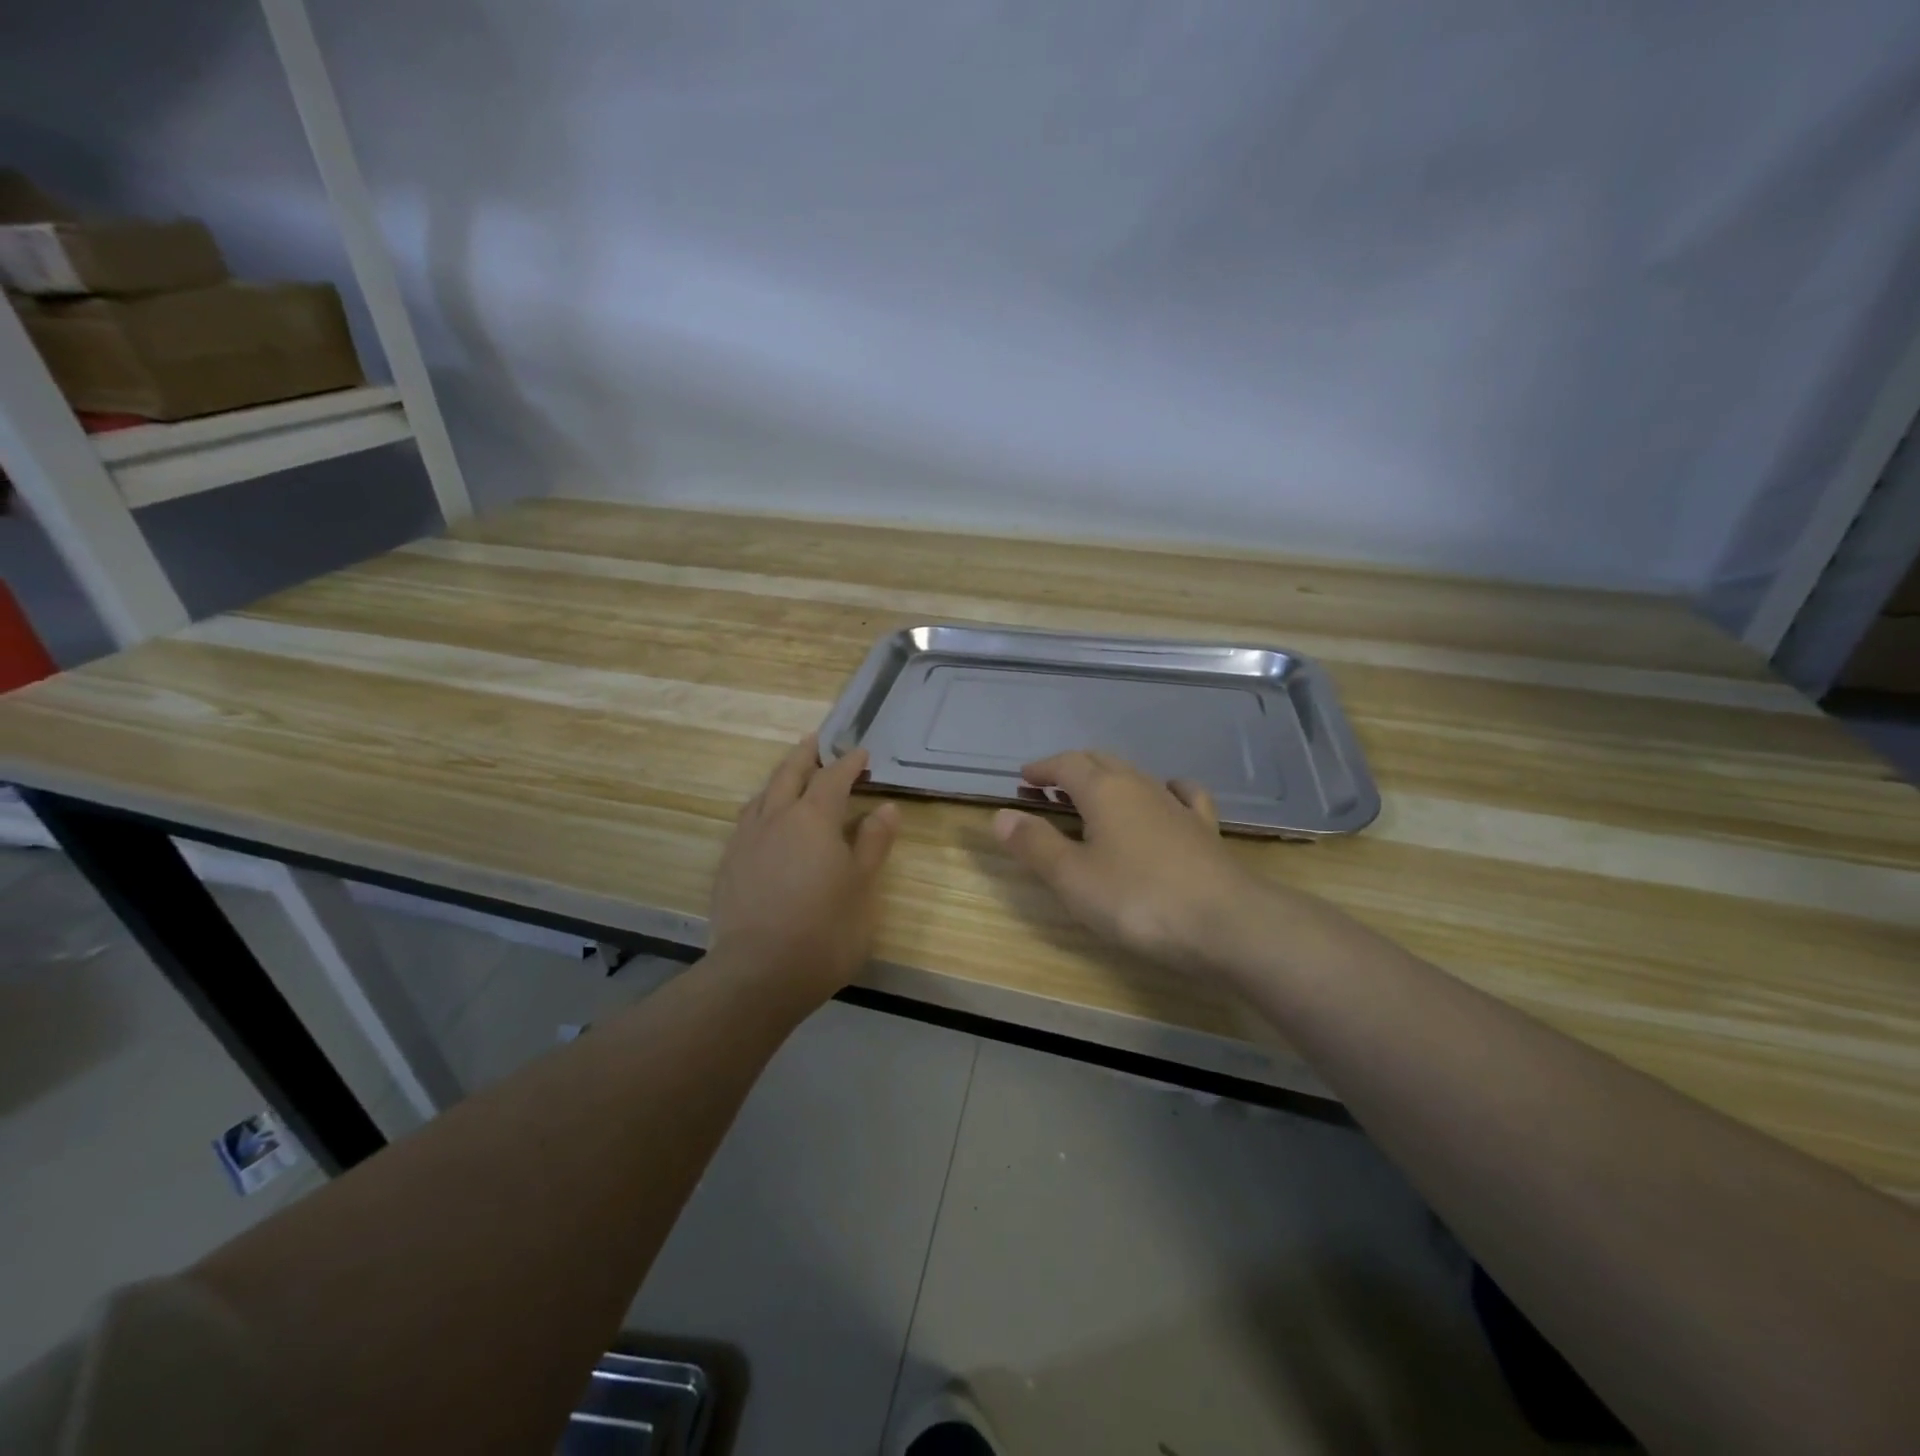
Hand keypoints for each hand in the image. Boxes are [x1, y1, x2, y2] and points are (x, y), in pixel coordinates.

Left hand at [707, 734, 899, 1006]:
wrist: (759, 973)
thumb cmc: (825, 930)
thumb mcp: (862, 887)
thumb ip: (872, 843)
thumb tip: (885, 808)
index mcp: (813, 818)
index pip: (833, 777)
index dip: (848, 763)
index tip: (861, 753)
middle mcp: (775, 819)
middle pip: (789, 774)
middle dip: (806, 755)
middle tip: (817, 741)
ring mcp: (746, 841)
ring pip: (763, 795)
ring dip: (780, 779)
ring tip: (790, 776)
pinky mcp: (728, 865)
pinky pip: (747, 821)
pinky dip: (762, 808)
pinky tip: (765, 824)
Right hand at [993, 751, 1257, 971]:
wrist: (1225, 922)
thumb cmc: (1137, 899)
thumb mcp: (1072, 877)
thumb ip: (1035, 844)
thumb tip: (1001, 815)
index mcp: (1104, 790)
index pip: (1066, 764)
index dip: (1042, 769)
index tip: (1023, 779)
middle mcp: (1140, 785)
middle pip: (1100, 762)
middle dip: (1070, 770)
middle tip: (1048, 789)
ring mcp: (1176, 805)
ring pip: (1135, 775)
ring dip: (1106, 780)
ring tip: (1091, 798)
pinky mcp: (1204, 829)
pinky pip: (1180, 794)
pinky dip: (1160, 790)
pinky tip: (1163, 798)